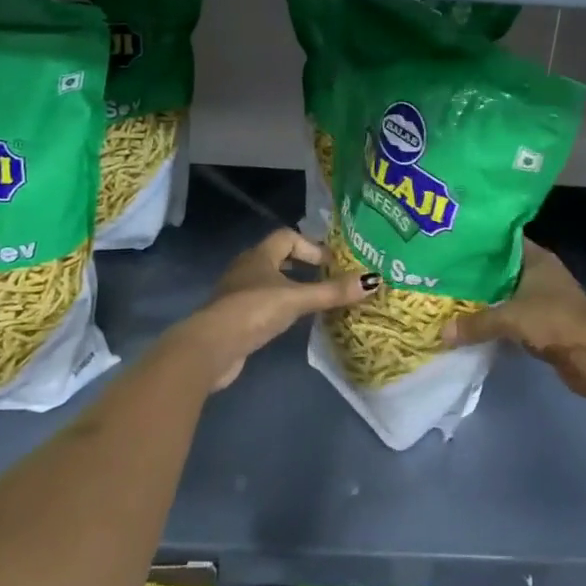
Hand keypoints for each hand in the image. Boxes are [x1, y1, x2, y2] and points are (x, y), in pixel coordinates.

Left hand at [170, 228, 376, 390]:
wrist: (210, 348)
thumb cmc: (254, 311)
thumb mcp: (297, 299)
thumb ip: (332, 292)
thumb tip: (374, 280)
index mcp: (260, 255)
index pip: (288, 236)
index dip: (311, 246)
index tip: (331, 263)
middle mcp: (247, 268)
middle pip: (279, 258)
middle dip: (304, 266)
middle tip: (328, 279)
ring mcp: (237, 293)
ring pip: (270, 282)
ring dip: (292, 287)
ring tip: (315, 301)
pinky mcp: (234, 318)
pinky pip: (262, 304)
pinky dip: (279, 307)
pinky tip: (292, 322)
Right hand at [441, 240, 585, 399]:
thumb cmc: (555, 321)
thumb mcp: (510, 318)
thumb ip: (476, 323)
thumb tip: (442, 332)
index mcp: (536, 258)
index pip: (503, 240)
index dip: (479, 241)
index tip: (452, 243)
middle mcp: (540, 273)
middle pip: (502, 268)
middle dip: (476, 273)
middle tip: (443, 273)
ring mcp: (544, 299)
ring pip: (506, 294)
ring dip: (485, 299)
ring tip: (451, 297)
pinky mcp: (544, 323)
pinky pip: (513, 316)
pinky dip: (497, 320)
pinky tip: (472, 324)